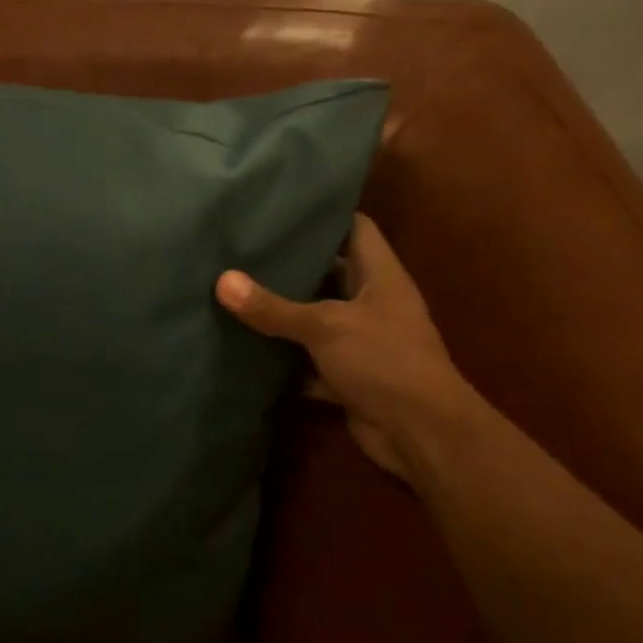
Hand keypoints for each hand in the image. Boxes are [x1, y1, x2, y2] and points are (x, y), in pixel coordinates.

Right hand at [216, 214, 473, 478]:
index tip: (280, 208)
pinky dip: (284, 360)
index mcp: (381, 276)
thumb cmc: (384, 361)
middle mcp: (373, 303)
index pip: (356, 228)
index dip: (324, 215)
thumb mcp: (325, 326)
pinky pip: (309, 361)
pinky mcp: (348, 376)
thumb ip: (273, 307)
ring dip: (283, 314)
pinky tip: (247, 349)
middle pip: (330, 273)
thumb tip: (222, 280)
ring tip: (235, 291)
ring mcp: (361, 342)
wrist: (420, 434)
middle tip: (243, 249)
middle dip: (291, 265)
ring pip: (316, 319)